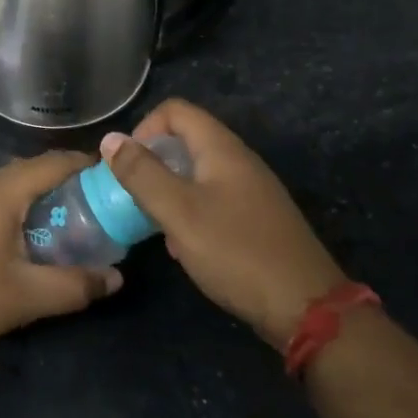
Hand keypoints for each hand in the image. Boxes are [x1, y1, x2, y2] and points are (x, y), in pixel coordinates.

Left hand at [0, 151, 123, 361]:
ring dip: (45, 200)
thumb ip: (74, 286)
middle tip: (102, 212)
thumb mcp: (24, 297)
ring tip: (73, 228)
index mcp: (3, 190)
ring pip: (16, 185)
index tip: (118, 184)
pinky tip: (30, 241)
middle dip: (72, 186)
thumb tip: (115, 279)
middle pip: (37, 170)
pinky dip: (23, 210)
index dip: (90, 167)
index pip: (57, 161)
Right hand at [103, 99, 342, 350]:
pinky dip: (192, 213)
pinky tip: (187, 248)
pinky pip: (214, 200)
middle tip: (135, 197)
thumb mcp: (179, 212)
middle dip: (154, 164)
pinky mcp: (257, 219)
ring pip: (198, 174)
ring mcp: (252, 190)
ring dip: (170, 192)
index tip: (127, 165)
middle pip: (186, 141)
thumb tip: (110, 138)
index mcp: (221, 148)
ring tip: (157, 225)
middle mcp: (239, 160)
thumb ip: (142, 173)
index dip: (144, 129)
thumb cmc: (236, 252)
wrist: (306, 307)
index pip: (175, 111)